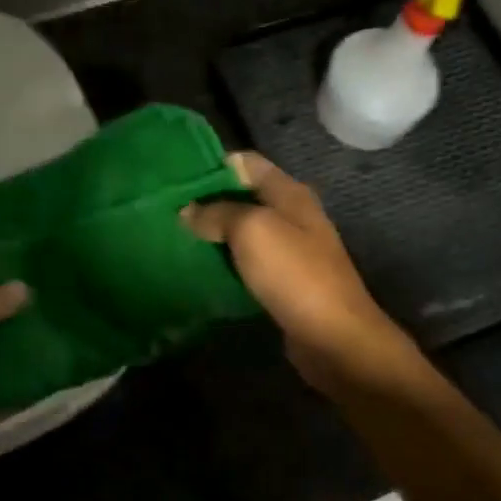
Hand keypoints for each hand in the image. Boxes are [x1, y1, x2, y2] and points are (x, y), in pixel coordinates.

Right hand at [180, 152, 416, 393]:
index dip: (212, 165)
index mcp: (289, 193)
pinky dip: (225, 263)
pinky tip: (198, 269)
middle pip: (243, 197)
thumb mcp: (252, 230)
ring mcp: (289, 251)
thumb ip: (218, 213)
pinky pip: (247, 264)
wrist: (332, 336)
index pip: (246, 163)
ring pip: (243, 232)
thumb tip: (188, 210)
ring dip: (213, 234)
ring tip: (174, 238)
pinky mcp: (283, 282)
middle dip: (207, 202)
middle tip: (167, 211)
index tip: (176, 178)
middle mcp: (292, 216)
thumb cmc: (294, 274)